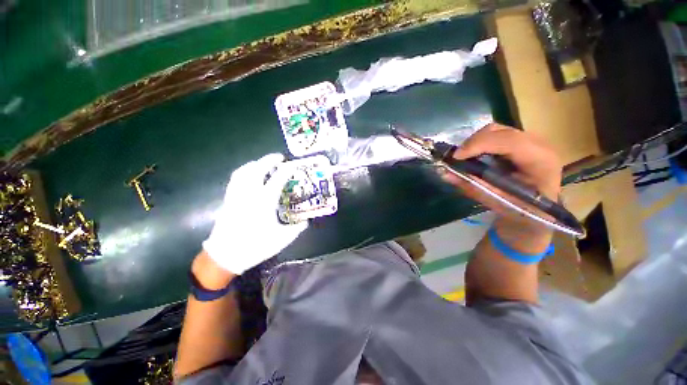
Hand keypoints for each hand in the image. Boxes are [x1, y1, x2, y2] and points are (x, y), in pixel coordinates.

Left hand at [202, 153, 307, 274]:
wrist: (226, 255)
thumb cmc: (256, 246)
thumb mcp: (282, 239)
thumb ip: (297, 228)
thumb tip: (306, 221)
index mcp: (265, 201)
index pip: (278, 178)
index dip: (287, 169)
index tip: (294, 165)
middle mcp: (250, 193)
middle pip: (258, 168)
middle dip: (270, 160)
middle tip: (280, 158)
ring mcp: (237, 194)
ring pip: (244, 171)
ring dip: (256, 163)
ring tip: (264, 163)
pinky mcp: (229, 198)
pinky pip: (235, 178)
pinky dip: (244, 171)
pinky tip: (249, 174)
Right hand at [440, 124, 561, 246]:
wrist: (540, 211)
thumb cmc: (519, 210)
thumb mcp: (494, 200)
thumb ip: (470, 185)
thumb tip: (444, 173)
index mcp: (539, 160)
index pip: (507, 140)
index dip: (478, 145)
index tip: (456, 157)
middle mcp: (538, 144)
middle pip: (499, 131)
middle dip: (473, 142)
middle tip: (458, 159)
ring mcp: (530, 140)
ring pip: (495, 130)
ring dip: (475, 143)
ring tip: (466, 158)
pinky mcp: (521, 141)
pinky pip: (495, 135)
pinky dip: (480, 144)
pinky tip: (476, 157)